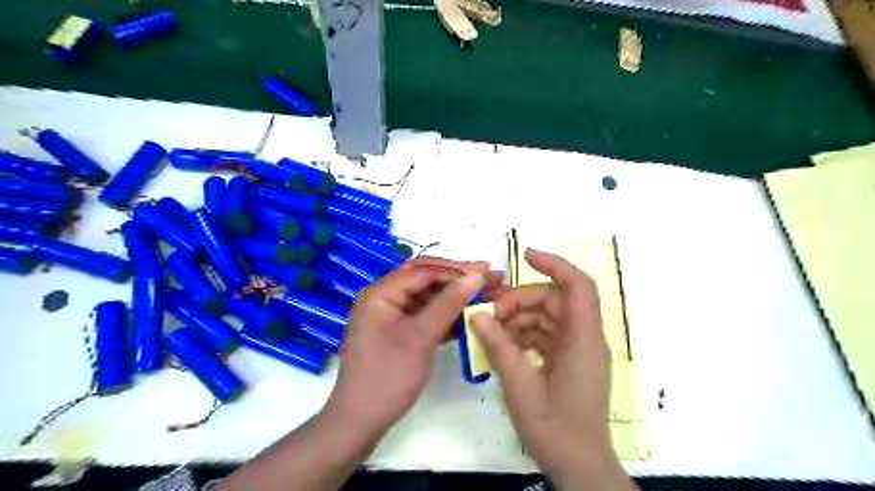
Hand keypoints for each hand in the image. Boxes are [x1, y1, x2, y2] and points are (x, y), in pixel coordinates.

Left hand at [324, 258, 502, 440]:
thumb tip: (477, 276)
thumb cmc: (388, 376)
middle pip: (426, 280)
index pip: (423, 271)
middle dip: (458, 279)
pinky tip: (470, 314)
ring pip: (429, 298)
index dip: (456, 270)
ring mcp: (391, 316)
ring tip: (487, 294)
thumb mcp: (421, 337)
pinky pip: (425, 316)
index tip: (487, 270)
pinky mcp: (399, 333)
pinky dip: (447, 315)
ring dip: (456, 297)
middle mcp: (384, 298)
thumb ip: (448, 303)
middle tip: (491, 278)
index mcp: (381, 293)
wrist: (361, 422)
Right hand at [471, 251, 636, 489]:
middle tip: (490, 315)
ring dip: (519, 319)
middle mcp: (584, 338)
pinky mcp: (569, 361)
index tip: (526, 255)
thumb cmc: (554, 427)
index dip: (555, 264)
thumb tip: (477, 316)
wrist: (579, 465)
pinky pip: (546, 335)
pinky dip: (524, 335)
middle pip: (554, 300)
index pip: (578, 286)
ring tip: (490, 331)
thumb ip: (499, 346)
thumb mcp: (520, 384)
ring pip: (547, 317)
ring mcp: (577, 350)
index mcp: (582, 339)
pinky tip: (503, 345)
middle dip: (520, 301)